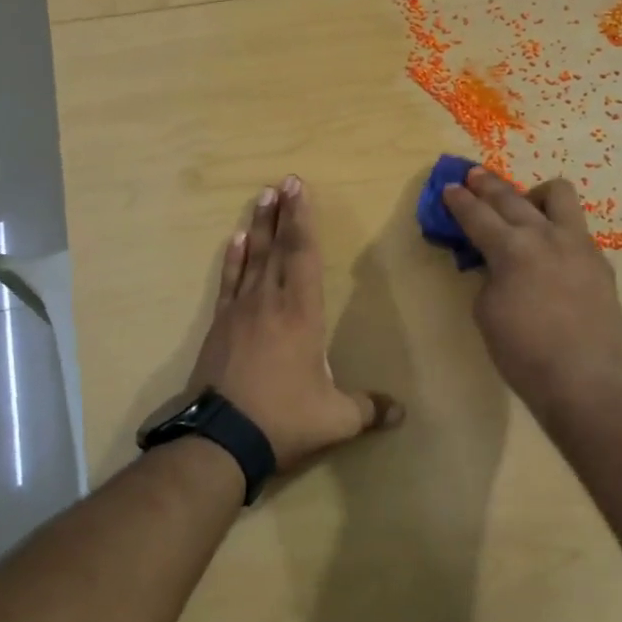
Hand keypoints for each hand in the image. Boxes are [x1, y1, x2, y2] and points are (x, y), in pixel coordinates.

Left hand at [188, 176, 400, 471]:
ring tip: (262, 198)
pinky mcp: (220, 326)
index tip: (299, 188)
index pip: (303, 255)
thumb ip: (369, 409)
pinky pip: (228, 282)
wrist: (220, 439)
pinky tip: (236, 240)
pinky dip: (233, 259)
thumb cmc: (283, 419)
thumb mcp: (335, 419)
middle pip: (277, 247)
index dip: (302, 220)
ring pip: (252, 258)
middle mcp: (270, 302)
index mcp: (301, 313)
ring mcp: (240, 311)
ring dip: (259, 226)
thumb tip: (402, 412)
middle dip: (282, 213)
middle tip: (283, 181)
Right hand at [442, 168, 621, 419]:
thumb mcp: (487, 312)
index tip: (449, 187)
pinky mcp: (600, 261)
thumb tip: (495, 262)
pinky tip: (549, 248)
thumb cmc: (524, 353)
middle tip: (473, 176)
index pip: (478, 215)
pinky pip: (575, 229)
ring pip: (558, 195)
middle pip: (512, 197)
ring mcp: (578, 244)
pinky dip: (556, 229)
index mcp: (512, 249)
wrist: (585, 380)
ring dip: (533, 195)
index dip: (459, 201)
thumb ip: (488, 275)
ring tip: (523, 207)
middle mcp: (546, 236)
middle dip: (488, 185)